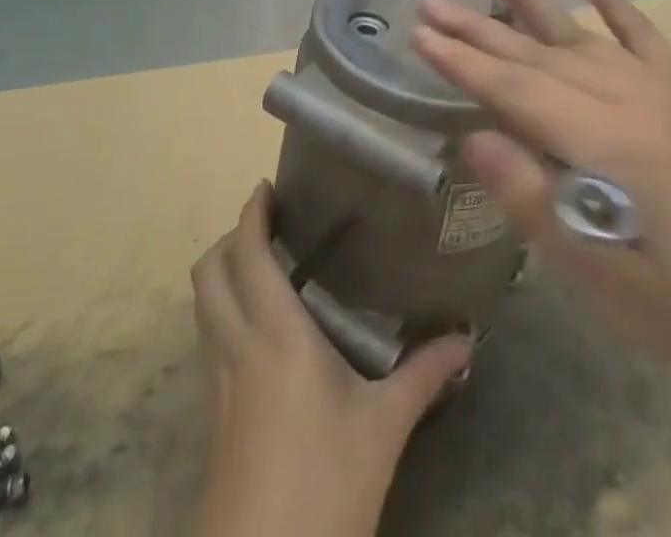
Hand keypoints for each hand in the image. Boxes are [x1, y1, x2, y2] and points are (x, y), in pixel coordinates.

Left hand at [191, 183, 471, 536]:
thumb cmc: (325, 484)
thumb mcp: (384, 428)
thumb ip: (424, 375)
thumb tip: (466, 340)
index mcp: (275, 333)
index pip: (247, 253)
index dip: (251, 213)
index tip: (268, 187)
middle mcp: (237, 346)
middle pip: (209, 271)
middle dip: (230, 238)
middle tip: (269, 225)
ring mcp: (217, 383)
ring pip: (204, 305)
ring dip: (224, 274)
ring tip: (266, 266)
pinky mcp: (212, 416)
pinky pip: (209, 340)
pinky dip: (224, 312)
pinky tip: (262, 331)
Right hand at [411, 0, 670, 398]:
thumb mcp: (604, 279)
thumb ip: (535, 203)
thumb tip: (474, 140)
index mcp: (602, 142)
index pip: (514, 90)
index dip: (461, 62)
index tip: (417, 33)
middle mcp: (625, 97)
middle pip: (535, 55)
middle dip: (476, 28)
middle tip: (428, 2)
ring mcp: (658, 87)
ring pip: (576, 34)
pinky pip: (640, 32)